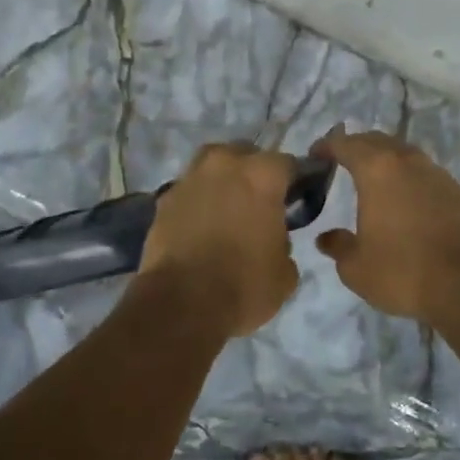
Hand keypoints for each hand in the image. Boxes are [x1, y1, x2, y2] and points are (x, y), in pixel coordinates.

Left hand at [139, 142, 300, 336]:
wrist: (180, 304)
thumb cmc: (244, 286)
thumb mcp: (285, 274)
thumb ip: (284, 244)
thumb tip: (274, 241)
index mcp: (262, 175)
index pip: (288, 164)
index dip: (294, 181)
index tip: (295, 199)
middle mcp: (224, 165)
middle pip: (245, 155)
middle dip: (253, 173)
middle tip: (259, 202)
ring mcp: (189, 179)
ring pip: (211, 166)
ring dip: (222, 181)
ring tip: (227, 209)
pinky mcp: (163, 199)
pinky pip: (189, 191)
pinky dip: (197, 201)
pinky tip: (201, 225)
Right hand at [313, 129, 459, 321]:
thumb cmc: (402, 271)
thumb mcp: (356, 267)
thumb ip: (338, 246)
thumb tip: (327, 238)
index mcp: (376, 170)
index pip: (345, 144)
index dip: (326, 147)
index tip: (314, 156)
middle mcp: (407, 161)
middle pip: (376, 141)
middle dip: (356, 147)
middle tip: (340, 162)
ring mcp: (436, 174)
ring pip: (403, 154)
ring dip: (384, 159)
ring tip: (372, 179)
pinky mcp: (457, 192)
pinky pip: (423, 173)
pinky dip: (407, 177)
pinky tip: (403, 199)